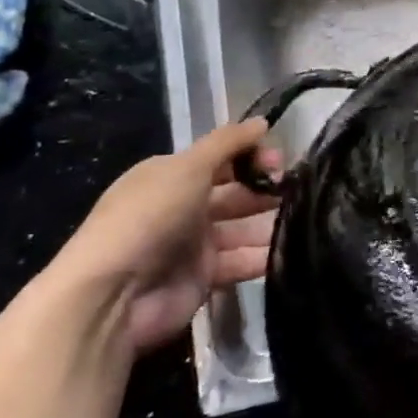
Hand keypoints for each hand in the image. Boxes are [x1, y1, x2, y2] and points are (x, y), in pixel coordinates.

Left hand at [42, 120, 280, 352]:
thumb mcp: (188, 167)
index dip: (251, 156)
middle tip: (298, 191)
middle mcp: (183, 207)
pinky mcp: (204, 279)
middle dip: (265, 189)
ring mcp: (193, 246)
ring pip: (242, 228)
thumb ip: (229, 143)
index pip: (221, 159)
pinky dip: (263, 256)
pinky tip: (292, 249)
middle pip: (235, 193)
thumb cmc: (150, 217)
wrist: (113, 296)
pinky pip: (241, 262)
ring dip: (270, 223)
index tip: (280, 162)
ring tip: (305, 220)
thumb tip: (262, 122)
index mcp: (172, 176)